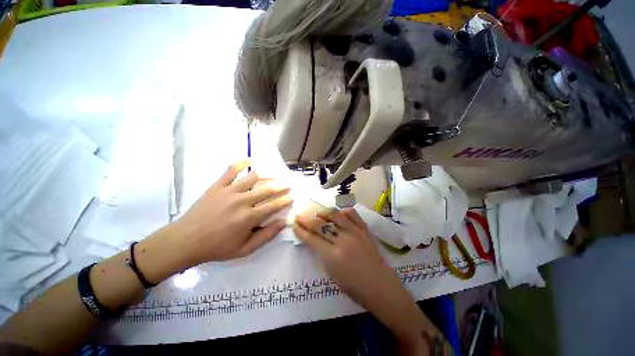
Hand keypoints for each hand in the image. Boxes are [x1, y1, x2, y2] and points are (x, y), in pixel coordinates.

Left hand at [174, 159, 292, 263]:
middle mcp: (242, 201)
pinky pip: (231, 170)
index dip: (286, 200)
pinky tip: (250, 160)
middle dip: (281, 186)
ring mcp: (229, 191)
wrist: (185, 241)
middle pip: (268, 189)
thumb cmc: (217, 247)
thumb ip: (266, 236)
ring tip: (274, 176)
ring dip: (267, 176)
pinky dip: (242, 163)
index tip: (292, 196)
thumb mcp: (245, 249)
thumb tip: (283, 223)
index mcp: (249, 217)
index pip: (274, 205)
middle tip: (288, 184)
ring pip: (253, 177)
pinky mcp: (218, 186)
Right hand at [293, 209, 404, 311]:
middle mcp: (343, 241)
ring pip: (335, 216)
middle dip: (306, 219)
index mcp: (332, 256)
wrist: (380, 286)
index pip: (311, 239)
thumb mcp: (332, 274)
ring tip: (318, 213)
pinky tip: (338, 214)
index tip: (293, 223)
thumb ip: (322, 254)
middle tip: (299, 215)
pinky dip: (343, 212)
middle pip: (320, 225)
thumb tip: (314, 239)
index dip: (300, 230)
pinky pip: (353, 215)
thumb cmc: (354, 287)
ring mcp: (355, 233)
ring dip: (324, 213)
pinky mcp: (364, 230)